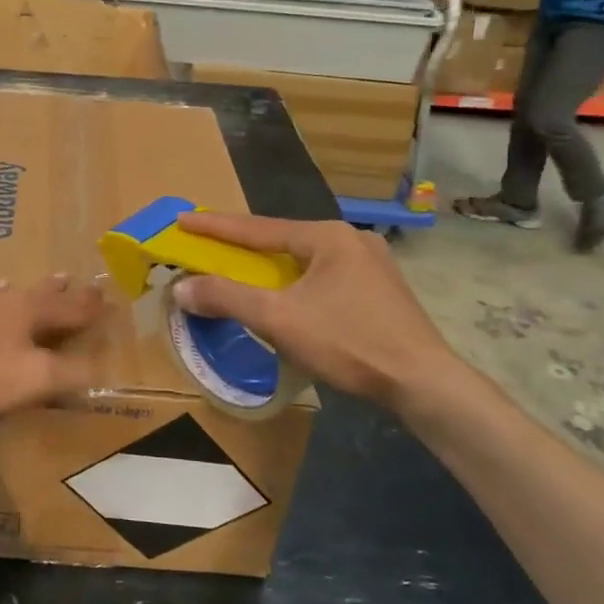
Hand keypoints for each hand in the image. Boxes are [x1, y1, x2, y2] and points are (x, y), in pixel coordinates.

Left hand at [0, 274, 104, 420]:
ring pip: (17, 294)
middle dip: (64, 291)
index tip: (107, 297)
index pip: (70, 308)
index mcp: (31, 311)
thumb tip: (102, 370)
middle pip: (44, 294)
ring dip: (37, 289)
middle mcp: (8, 303)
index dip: (89, 307)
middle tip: (77, 278)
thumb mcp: (36, 379)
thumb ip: (71, 373)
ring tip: (49, 280)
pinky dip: (2, 297)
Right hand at [170, 211, 459, 412]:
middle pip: (281, 241)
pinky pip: (323, 277)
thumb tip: (180, 288)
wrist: (423, 383)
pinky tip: (288, 298)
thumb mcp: (278, 319)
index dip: (214, 226)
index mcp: (326, 236)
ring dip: (269, 269)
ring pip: (304, 261)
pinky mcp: (380, 290)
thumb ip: (227, 298)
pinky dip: (295, 284)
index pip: (256, 228)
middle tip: (208, 247)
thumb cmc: (349, 342)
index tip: (182, 219)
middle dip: (242, 247)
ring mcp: (370, 264)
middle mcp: (350, 240)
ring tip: (242, 273)